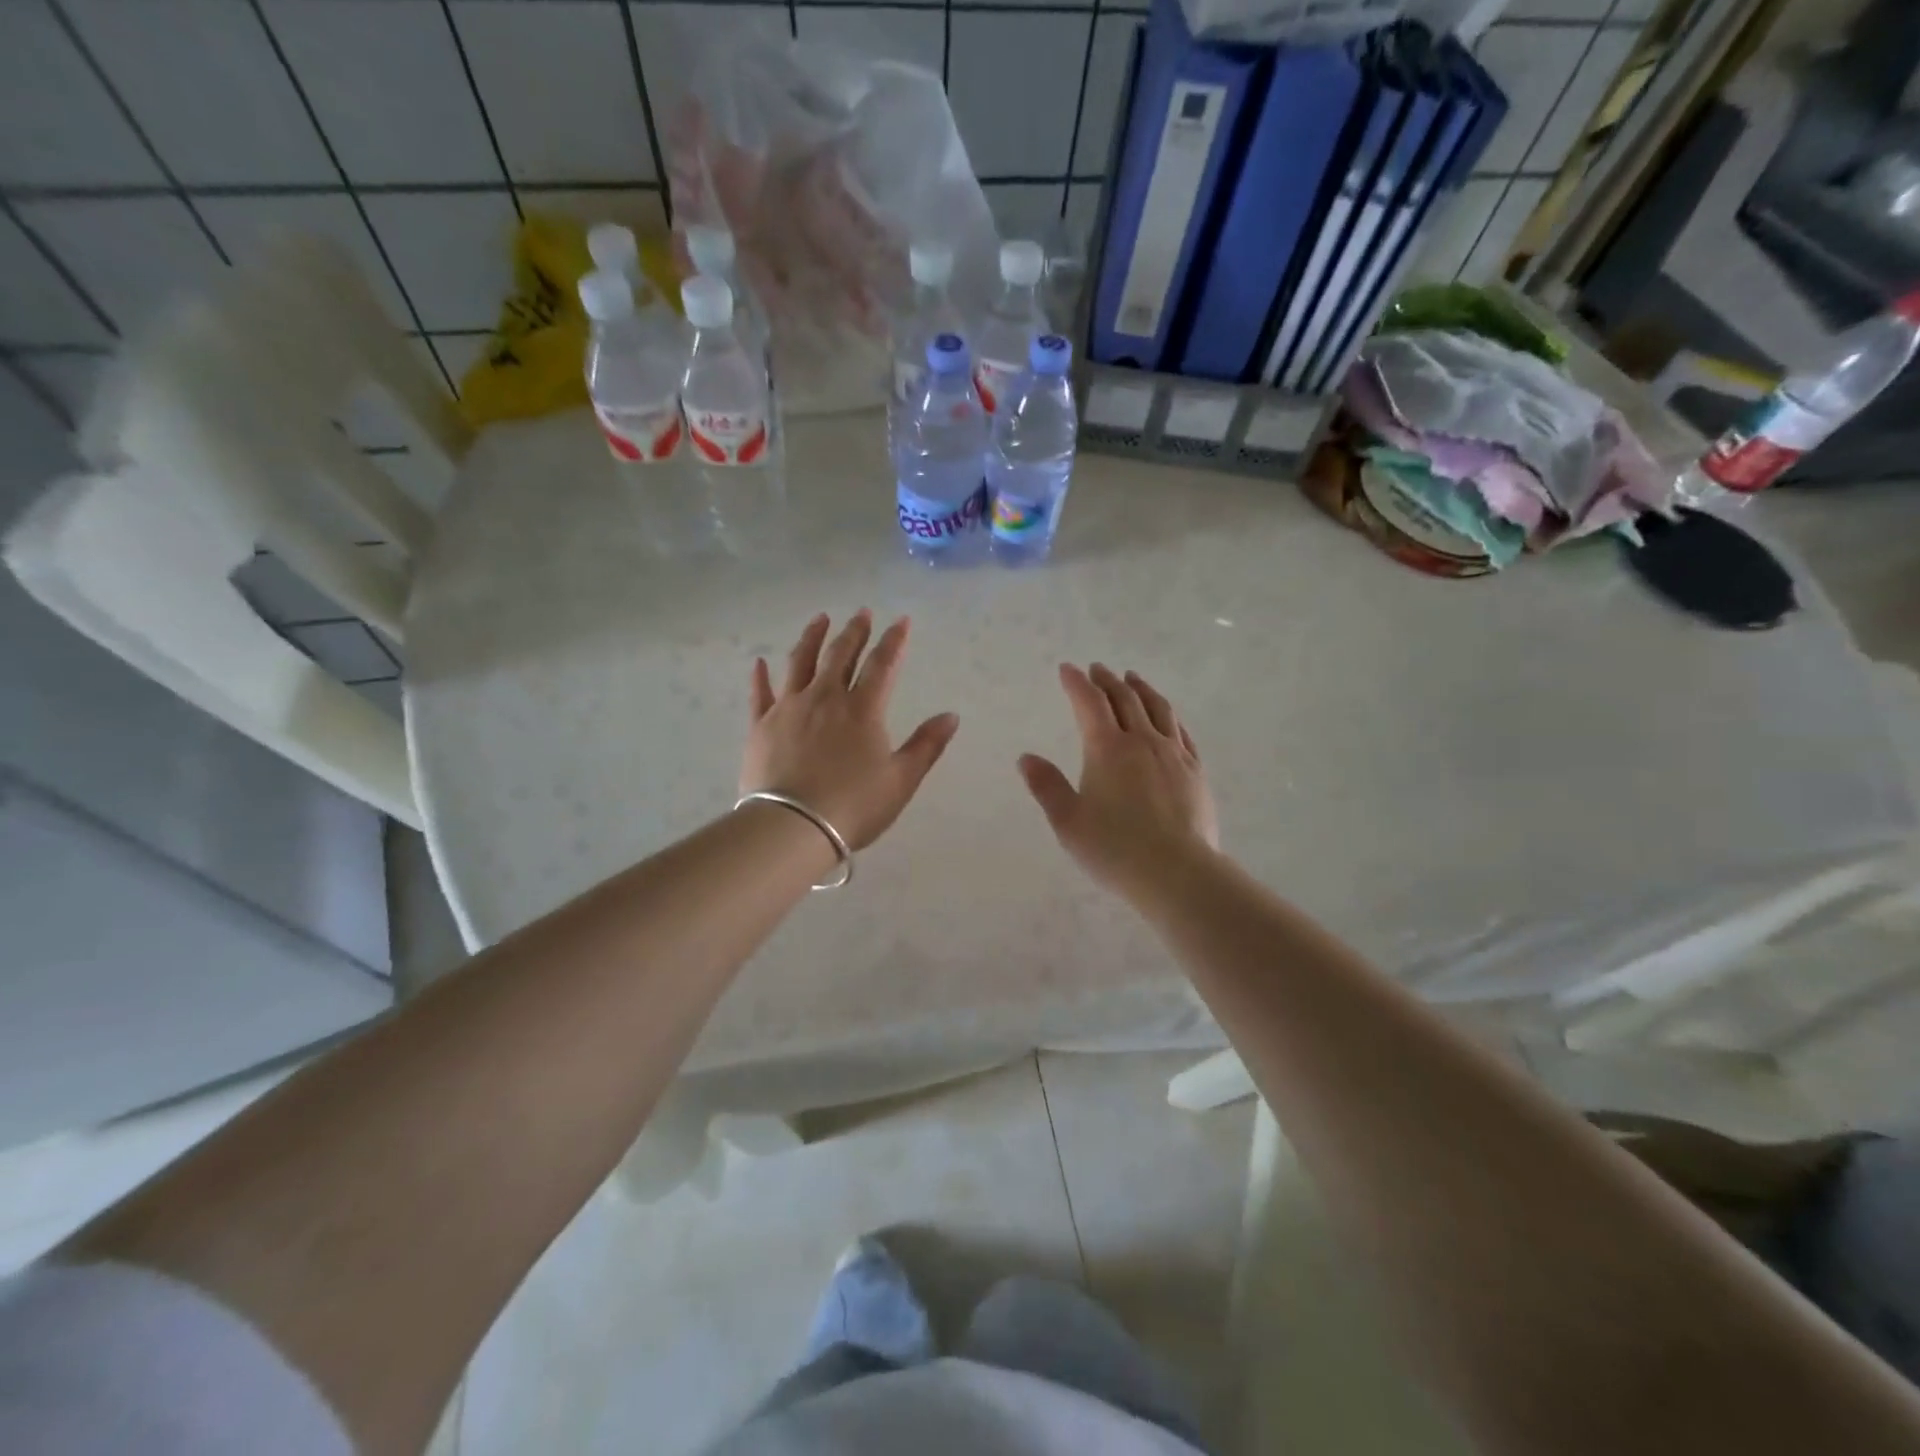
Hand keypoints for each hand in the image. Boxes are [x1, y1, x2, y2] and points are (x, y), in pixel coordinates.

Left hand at [742, 611, 959, 851]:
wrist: (791, 827)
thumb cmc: (853, 806)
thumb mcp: (901, 780)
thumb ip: (926, 745)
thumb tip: (951, 716)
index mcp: (862, 709)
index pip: (882, 664)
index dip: (894, 640)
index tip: (901, 620)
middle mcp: (825, 698)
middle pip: (840, 655)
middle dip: (854, 631)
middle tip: (861, 613)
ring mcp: (789, 708)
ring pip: (800, 662)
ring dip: (812, 638)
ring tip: (820, 619)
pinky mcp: (761, 725)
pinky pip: (760, 693)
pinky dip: (761, 676)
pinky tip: (759, 662)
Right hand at [1019, 664, 1219, 901]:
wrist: (1178, 872)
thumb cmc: (1115, 848)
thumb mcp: (1068, 821)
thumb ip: (1047, 786)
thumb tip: (1026, 757)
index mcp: (1107, 749)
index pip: (1089, 704)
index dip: (1076, 683)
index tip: (1067, 669)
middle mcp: (1142, 742)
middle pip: (1125, 699)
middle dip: (1108, 680)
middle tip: (1097, 669)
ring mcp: (1173, 754)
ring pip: (1158, 709)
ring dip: (1141, 689)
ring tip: (1133, 679)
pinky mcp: (1195, 771)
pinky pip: (1182, 732)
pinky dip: (1169, 715)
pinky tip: (1167, 717)